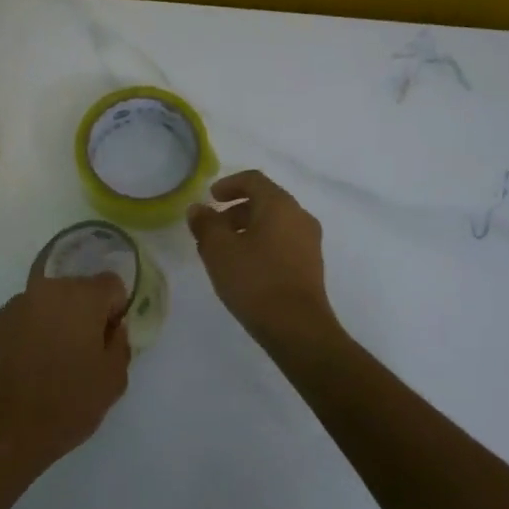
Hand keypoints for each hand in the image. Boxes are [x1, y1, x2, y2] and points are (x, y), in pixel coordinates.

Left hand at [0, 273, 133, 474]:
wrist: (7, 431)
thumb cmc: (68, 403)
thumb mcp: (114, 379)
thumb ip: (120, 342)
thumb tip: (113, 327)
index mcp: (82, 297)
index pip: (111, 284)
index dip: (116, 310)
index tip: (109, 338)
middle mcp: (47, 289)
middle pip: (78, 289)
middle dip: (86, 312)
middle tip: (84, 350)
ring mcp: (16, 304)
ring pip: (49, 302)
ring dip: (56, 320)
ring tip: (53, 359)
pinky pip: (25, 317)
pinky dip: (31, 331)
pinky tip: (29, 364)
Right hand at [187, 170, 339, 347]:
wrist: (298, 328)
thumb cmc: (255, 280)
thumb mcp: (219, 249)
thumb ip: (205, 224)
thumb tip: (198, 209)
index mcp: (279, 205)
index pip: (253, 179)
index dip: (228, 184)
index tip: (210, 197)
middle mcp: (299, 217)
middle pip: (264, 201)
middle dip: (234, 210)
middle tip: (211, 228)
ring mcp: (309, 242)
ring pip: (273, 224)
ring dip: (246, 230)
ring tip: (223, 252)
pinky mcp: (310, 266)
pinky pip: (282, 243)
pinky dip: (261, 245)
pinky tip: (243, 268)